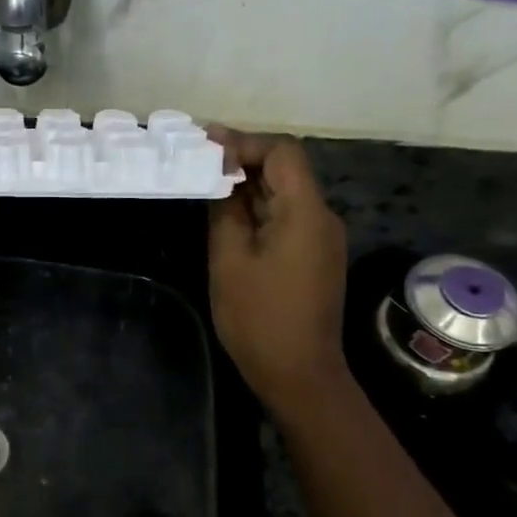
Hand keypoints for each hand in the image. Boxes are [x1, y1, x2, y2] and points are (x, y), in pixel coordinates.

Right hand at [206, 128, 350, 415]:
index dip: (243, 143)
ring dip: (247, 185)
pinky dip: (257, 209)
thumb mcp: (229, 260)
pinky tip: (226, 216)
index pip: (281, 152)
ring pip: (283, 193)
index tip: (203, 147)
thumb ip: (225, 211)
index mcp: (305, 212)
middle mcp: (321, 217)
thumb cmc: (258, 317)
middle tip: (195, 161)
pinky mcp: (313, 255)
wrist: (299, 373)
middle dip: (241, 161)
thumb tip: (219, 178)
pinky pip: (285, 217)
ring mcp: (320, 238)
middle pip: (285, 169)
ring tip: (203, 185)